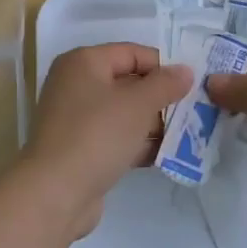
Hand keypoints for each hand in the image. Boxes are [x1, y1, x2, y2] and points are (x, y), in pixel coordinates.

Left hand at [17, 44, 191, 237]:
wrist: (54, 193)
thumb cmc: (97, 135)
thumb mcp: (138, 104)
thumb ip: (165, 84)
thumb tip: (185, 70)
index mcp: (84, 62)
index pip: (132, 53)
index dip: (163, 67)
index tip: (191, 85)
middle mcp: (76, 85)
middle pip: (128, 83)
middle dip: (160, 98)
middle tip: (191, 112)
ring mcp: (76, 119)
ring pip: (123, 113)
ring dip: (152, 124)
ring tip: (185, 135)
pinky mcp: (80, 149)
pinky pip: (115, 138)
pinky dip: (137, 144)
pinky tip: (164, 156)